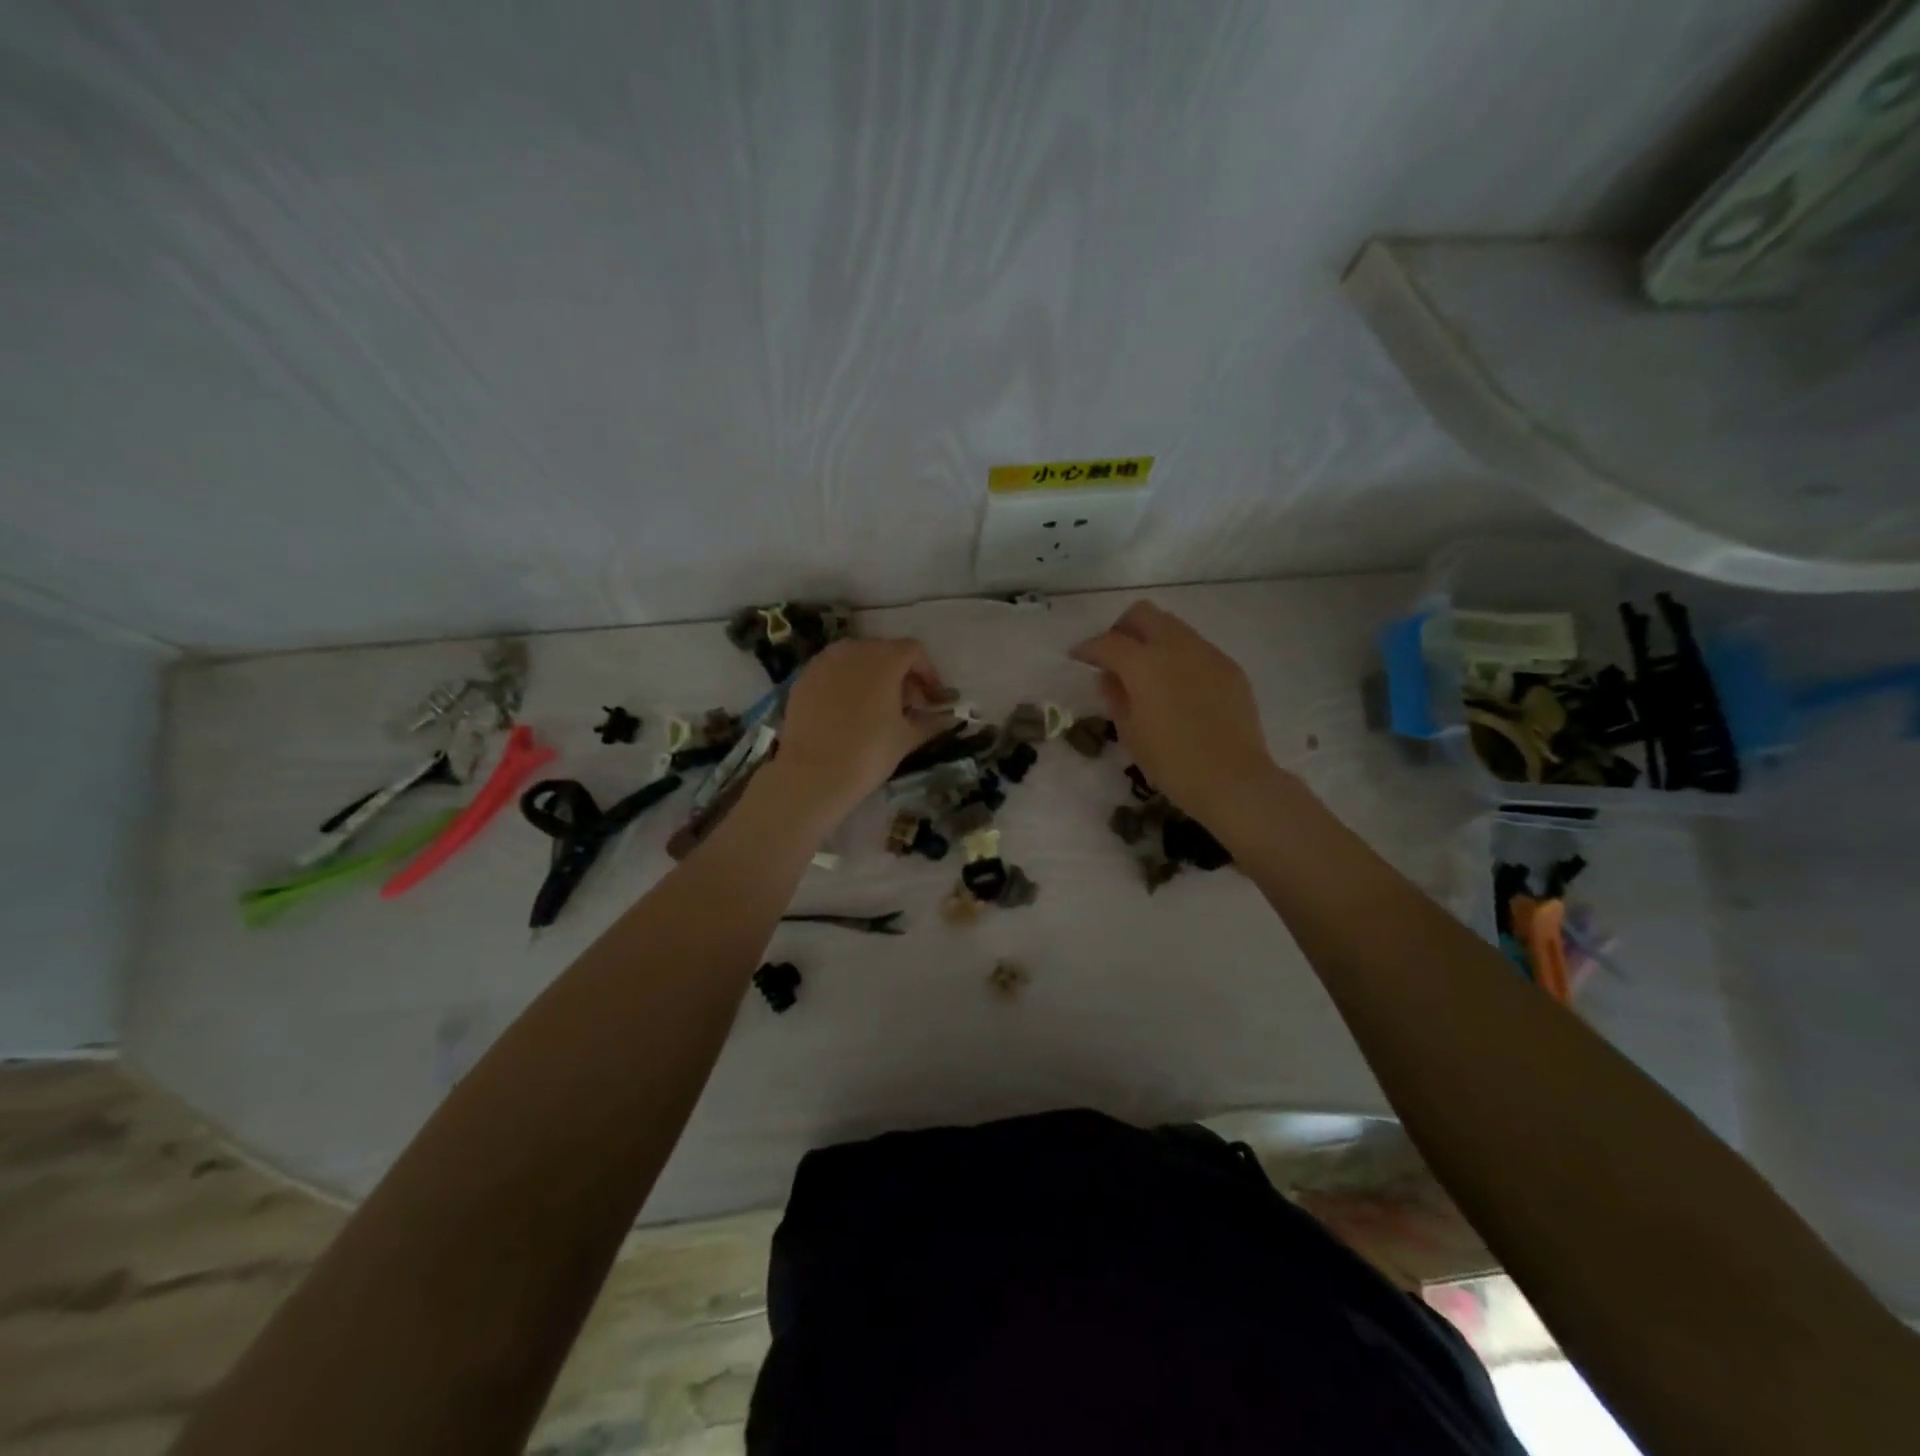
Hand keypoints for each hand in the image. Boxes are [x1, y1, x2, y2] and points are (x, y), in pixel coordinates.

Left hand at [768, 638, 950, 820]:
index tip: (932, 699)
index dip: (928, 673)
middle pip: (885, 651)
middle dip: (900, 674)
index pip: (914, 651)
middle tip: (908, 704)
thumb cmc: (869, 752)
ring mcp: (824, 661)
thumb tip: (947, 719)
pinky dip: (846, 684)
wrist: (814, 773)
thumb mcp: (907, 737)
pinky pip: (833, 672)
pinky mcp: (803, 678)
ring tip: (877, 707)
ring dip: (872, 676)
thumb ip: (930, 722)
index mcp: (884, 658)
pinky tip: (848, 712)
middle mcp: (854, 649)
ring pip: (856, 659)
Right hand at [1070, 601, 1277, 822]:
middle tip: (1115, 657)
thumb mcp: (1130, 732)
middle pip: (1143, 614)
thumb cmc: (1171, 762)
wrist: (1233, 779)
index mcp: (1144, 663)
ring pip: (1173, 626)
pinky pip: (1197, 648)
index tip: (1078, 658)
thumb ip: (1115, 696)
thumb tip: (1110, 677)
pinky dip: (1179, 658)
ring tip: (1148, 673)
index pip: (1107, 642)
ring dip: (1153, 640)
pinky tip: (1179, 688)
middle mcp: (1176, 646)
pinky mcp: (1229, 667)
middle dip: (1123, 629)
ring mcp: (1207, 653)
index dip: (1088, 648)